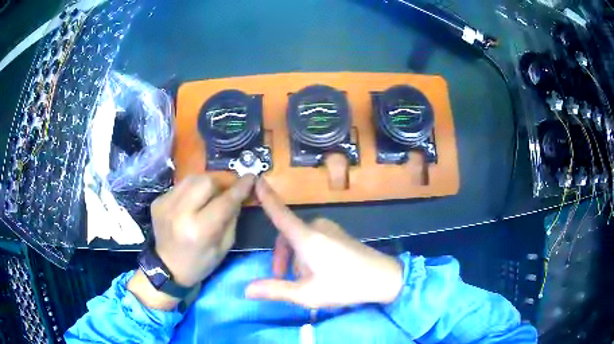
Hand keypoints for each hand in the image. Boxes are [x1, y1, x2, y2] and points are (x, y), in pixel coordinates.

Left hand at [129, 174, 254, 309]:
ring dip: (206, 183)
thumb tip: (239, 195)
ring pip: (192, 178)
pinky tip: (193, 202)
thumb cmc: (200, 263)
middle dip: (222, 181)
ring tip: (212, 193)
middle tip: (229, 188)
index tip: (251, 177)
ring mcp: (165, 204)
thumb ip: (232, 218)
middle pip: (206, 181)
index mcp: (199, 231)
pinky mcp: (158, 201)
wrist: (167, 268)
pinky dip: (192, 190)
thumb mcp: (224, 247)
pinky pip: (180, 186)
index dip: (240, 187)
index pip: (224, 201)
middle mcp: (180, 213)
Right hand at [245, 179, 403, 308]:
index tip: (256, 179)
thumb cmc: (345, 286)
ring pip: (300, 240)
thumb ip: (276, 290)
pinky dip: (308, 254)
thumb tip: (247, 290)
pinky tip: (319, 272)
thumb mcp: (307, 294)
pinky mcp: (339, 234)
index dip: (266, 197)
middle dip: (282, 257)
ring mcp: (331, 229)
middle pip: (287, 236)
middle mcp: (318, 227)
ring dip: (296, 259)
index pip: (280, 213)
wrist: (385, 278)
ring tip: (306, 281)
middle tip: (284, 279)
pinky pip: (314, 240)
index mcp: (307, 237)